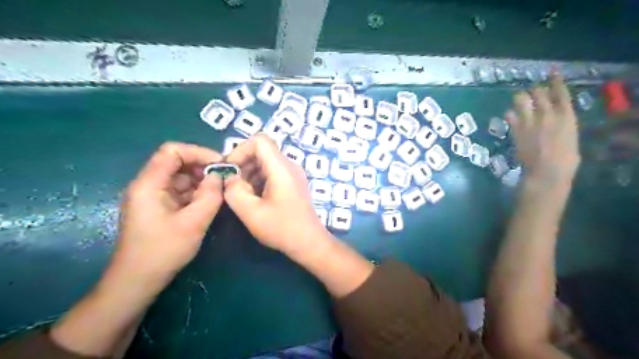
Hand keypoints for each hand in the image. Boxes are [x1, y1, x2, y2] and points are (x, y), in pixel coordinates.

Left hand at [112, 144, 224, 282]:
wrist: (137, 281)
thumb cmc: (163, 251)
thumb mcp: (193, 222)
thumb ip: (210, 195)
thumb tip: (219, 176)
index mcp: (149, 184)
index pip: (172, 151)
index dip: (198, 152)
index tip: (220, 164)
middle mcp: (148, 186)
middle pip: (176, 162)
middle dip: (202, 167)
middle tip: (224, 178)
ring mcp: (153, 197)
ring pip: (180, 178)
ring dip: (201, 181)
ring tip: (220, 191)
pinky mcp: (159, 208)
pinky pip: (180, 192)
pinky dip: (196, 193)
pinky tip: (210, 201)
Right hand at [223, 133, 328, 254]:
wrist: (309, 242)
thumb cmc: (282, 228)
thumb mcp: (251, 212)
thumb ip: (234, 191)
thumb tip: (230, 178)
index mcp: (282, 168)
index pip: (259, 141)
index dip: (240, 150)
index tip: (230, 171)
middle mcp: (290, 166)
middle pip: (262, 151)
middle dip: (243, 164)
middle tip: (233, 185)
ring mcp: (293, 174)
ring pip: (266, 162)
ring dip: (250, 174)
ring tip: (243, 195)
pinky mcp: (293, 183)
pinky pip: (272, 173)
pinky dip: (259, 180)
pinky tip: (255, 198)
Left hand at [507, 73, 582, 184]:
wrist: (546, 170)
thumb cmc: (566, 159)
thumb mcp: (571, 136)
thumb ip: (562, 123)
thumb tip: (555, 119)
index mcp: (566, 115)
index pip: (560, 92)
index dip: (555, 80)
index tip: (551, 72)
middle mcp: (546, 114)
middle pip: (538, 92)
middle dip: (534, 90)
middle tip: (531, 92)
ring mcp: (529, 121)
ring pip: (520, 99)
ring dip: (520, 98)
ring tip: (519, 100)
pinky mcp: (515, 130)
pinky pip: (510, 115)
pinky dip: (510, 114)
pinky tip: (510, 116)